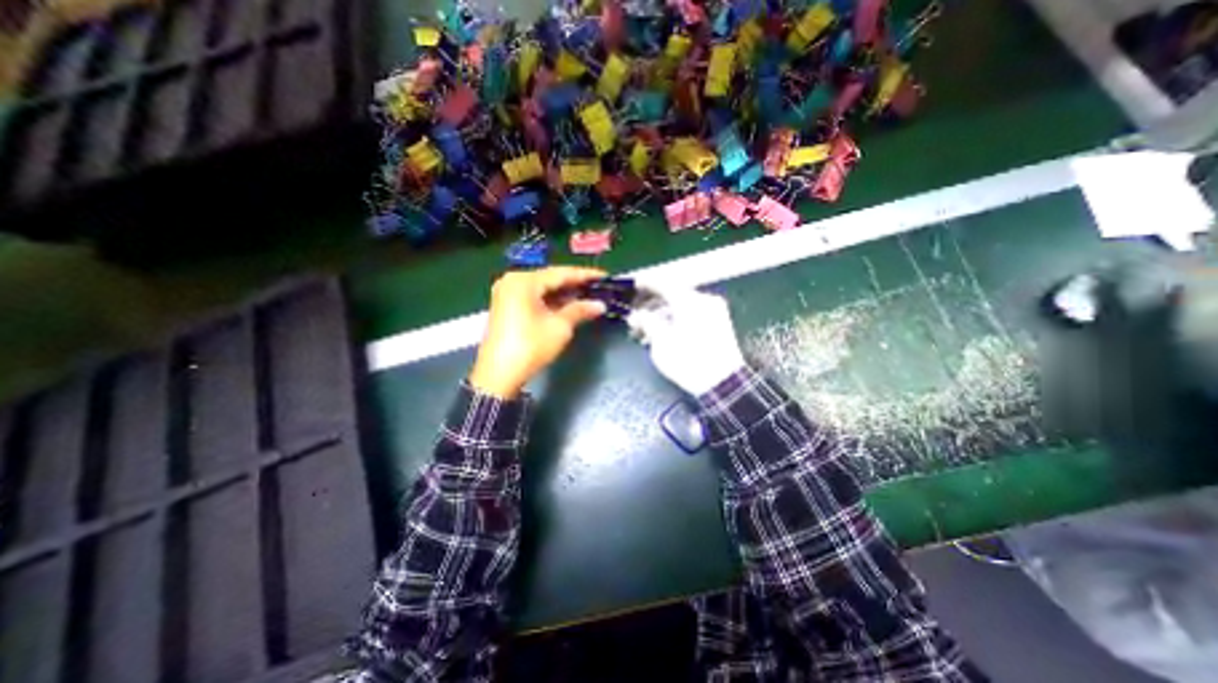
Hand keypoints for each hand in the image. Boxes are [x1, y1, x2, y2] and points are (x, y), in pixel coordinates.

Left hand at [466, 264, 606, 398]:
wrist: (498, 375)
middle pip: (550, 279)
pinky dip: (550, 300)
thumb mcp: (560, 327)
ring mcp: (507, 293)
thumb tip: (600, 304)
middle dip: (574, 284)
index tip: (605, 277)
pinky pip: (533, 297)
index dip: (585, 275)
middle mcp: (513, 281)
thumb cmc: (530, 346)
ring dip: (563, 294)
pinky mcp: (505, 306)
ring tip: (587, 296)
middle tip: (598, 288)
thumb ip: (580, 310)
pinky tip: (567, 305)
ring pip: (542, 288)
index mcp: (524, 281)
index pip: (561, 273)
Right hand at [632, 286, 746, 394]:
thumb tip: (637, 315)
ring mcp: (714, 311)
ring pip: (681, 306)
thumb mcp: (661, 342)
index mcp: (690, 301)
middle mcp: (704, 300)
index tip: (632, 287)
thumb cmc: (689, 362)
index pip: (663, 284)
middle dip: (651, 305)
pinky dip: (676, 320)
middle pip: (672, 295)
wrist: (723, 384)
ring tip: (646, 331)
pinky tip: (664, 334)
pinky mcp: (719, 324)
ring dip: (662, 315)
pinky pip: (692, 314)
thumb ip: (646, 322)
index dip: (645, 285)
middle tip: (635, 317)